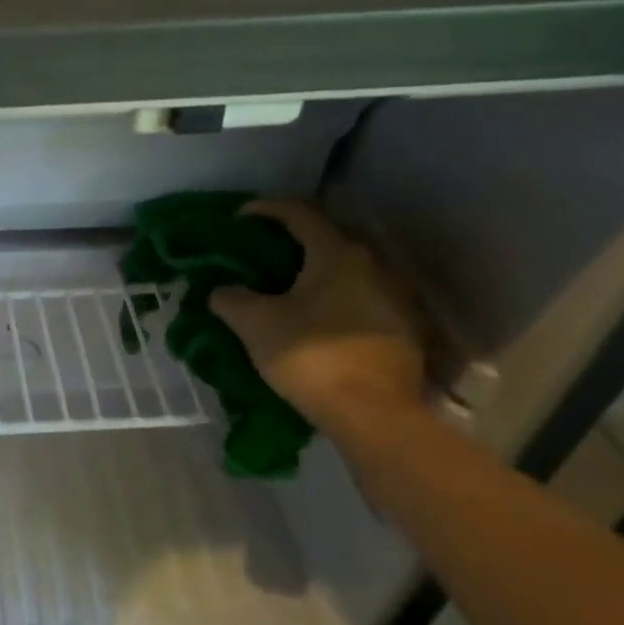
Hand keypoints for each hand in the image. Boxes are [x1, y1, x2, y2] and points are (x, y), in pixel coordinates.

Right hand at [210, 199, 426, 433]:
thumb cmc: (310, 356)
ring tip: (285, 288)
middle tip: (260, 253)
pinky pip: (359, 298)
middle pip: (327, 239)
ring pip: (345, 271)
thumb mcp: (255, 324)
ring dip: (314, 272)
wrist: (374, 414)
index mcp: (337, 253)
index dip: (265, 209)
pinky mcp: (402, 328)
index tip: (239, 218)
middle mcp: (373, 265)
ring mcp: (394, 297)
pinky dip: (333, 298)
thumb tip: (221, 290)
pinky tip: (315, 318)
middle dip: (291, 241)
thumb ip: (231, 298)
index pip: (299, 213)